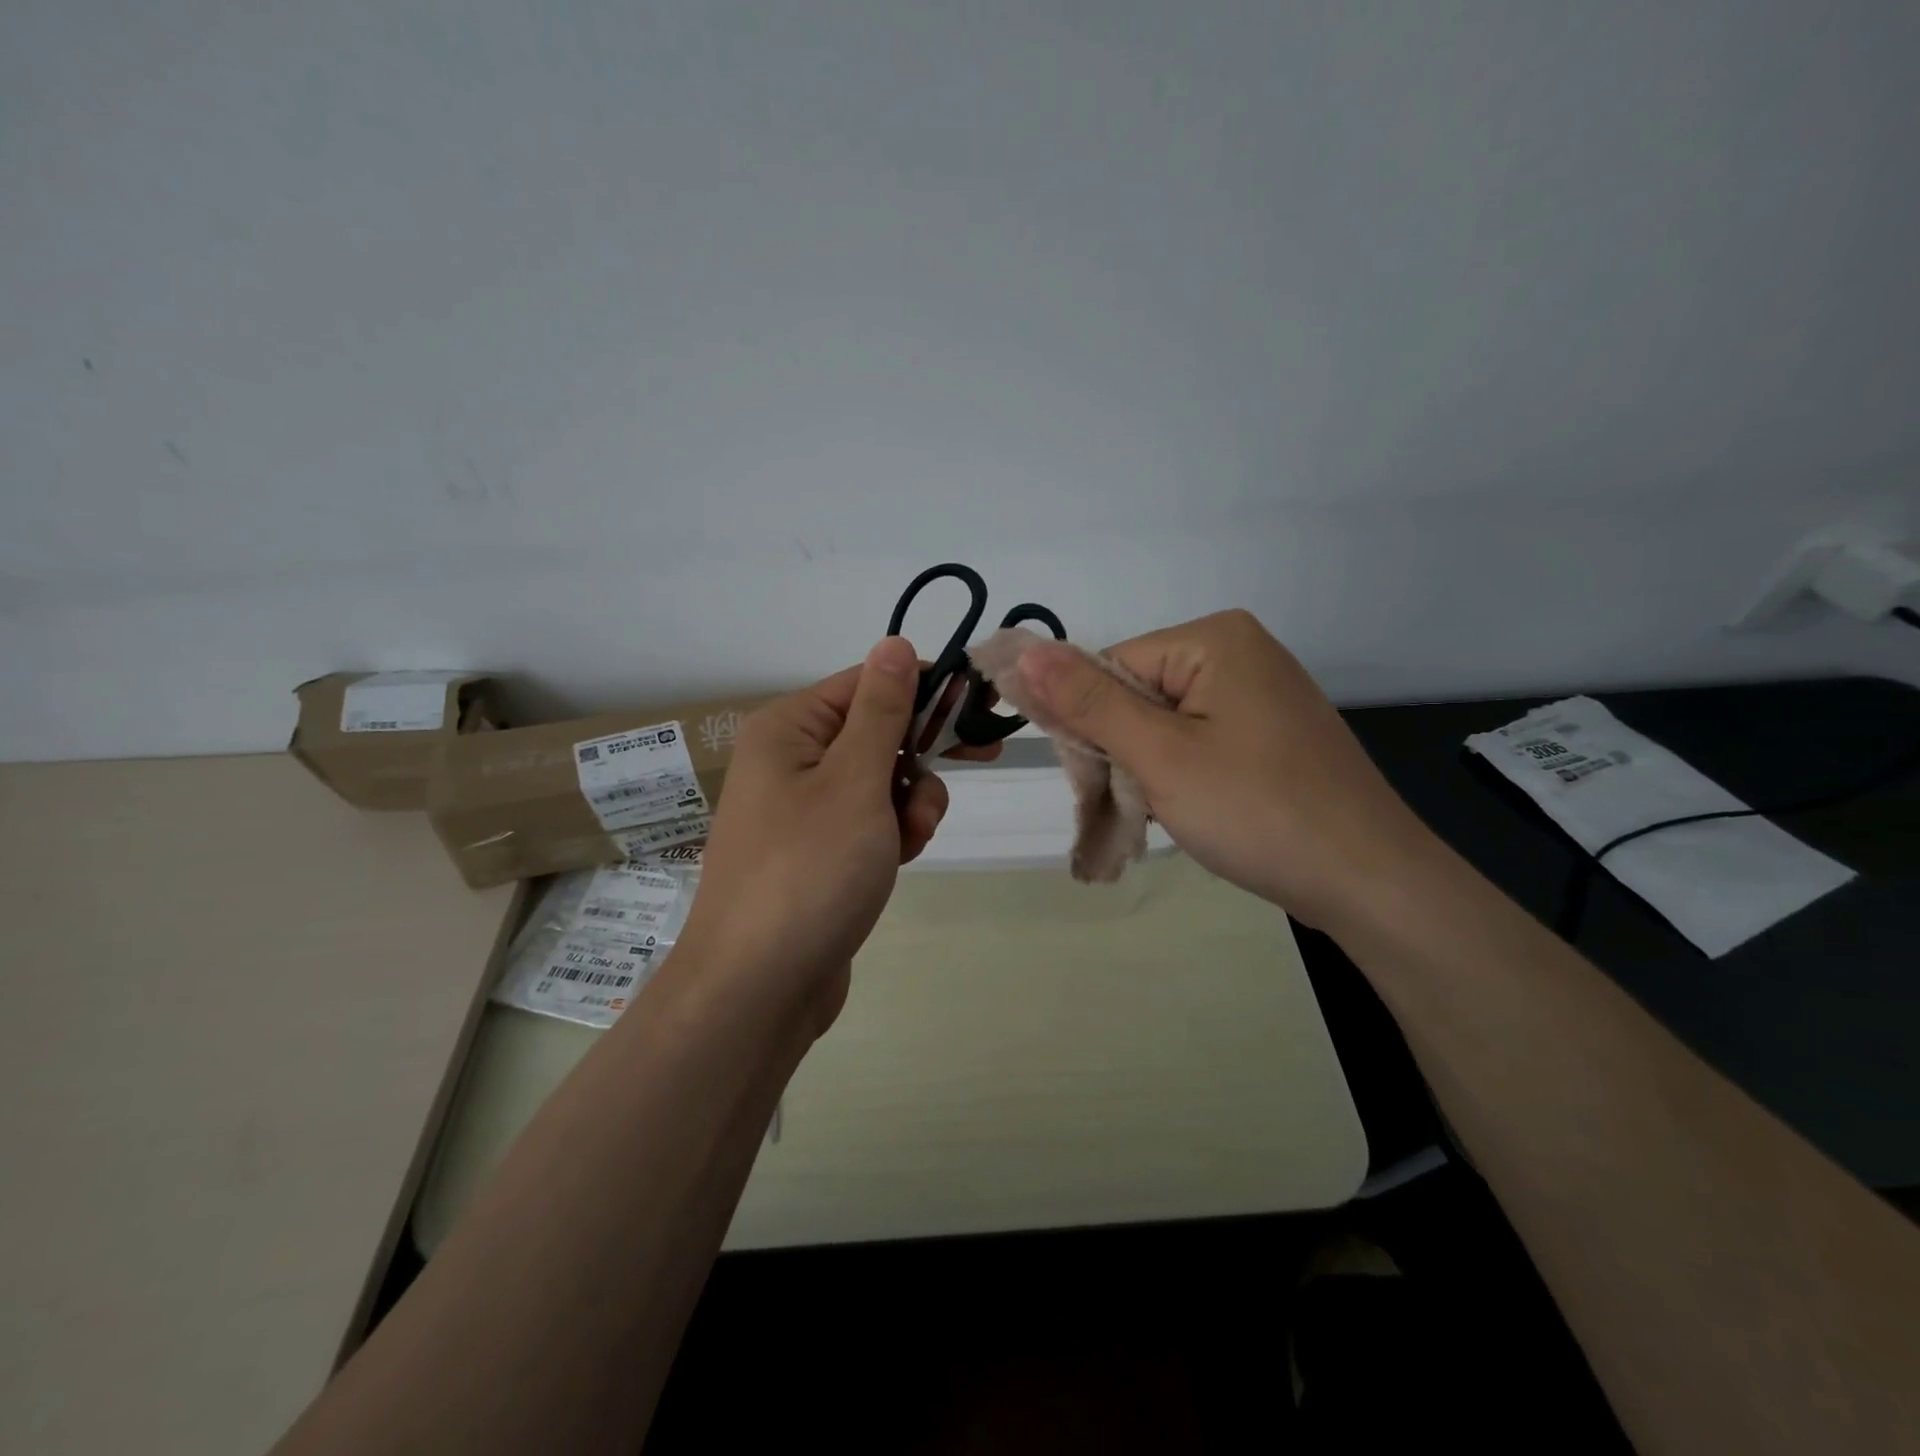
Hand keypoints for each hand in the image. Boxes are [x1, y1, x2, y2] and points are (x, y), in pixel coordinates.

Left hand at [677, 637, 959, 1031]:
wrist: (758, 989)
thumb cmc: (808, 872)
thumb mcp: (856, 781)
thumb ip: (882, 710)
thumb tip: (894, 642)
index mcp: (790, 729)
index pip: (869, 682)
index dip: (926, 692)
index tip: (980, 711)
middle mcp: (791, 760)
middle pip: (879, 732)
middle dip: (919, 761)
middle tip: (966, 772)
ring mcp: (803, 810)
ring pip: (882, 781)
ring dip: (911, 805)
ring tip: (907, 843)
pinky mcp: (818, 852)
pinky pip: (870, 822)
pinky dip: (893, 835)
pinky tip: (898, 863)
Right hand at [1013, 610, 1440, 930]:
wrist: (1370, 882)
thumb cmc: (1258, 811)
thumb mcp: (1160, 755)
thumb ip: (1087, 703)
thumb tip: (1023, 650)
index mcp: (1212, 638)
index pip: (1107, 668)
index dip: (1089, 726)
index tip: (1096, 782)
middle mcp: (1239, 651)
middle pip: (1134, 693)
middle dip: (1122, 752)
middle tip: (1136, 807)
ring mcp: (1260, 692)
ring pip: (1163, 724)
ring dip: (1148, 771)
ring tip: (1169, 815)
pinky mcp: (1270, 731)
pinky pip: (1198, 741)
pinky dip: (1181, 776)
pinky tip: (1196, 811)